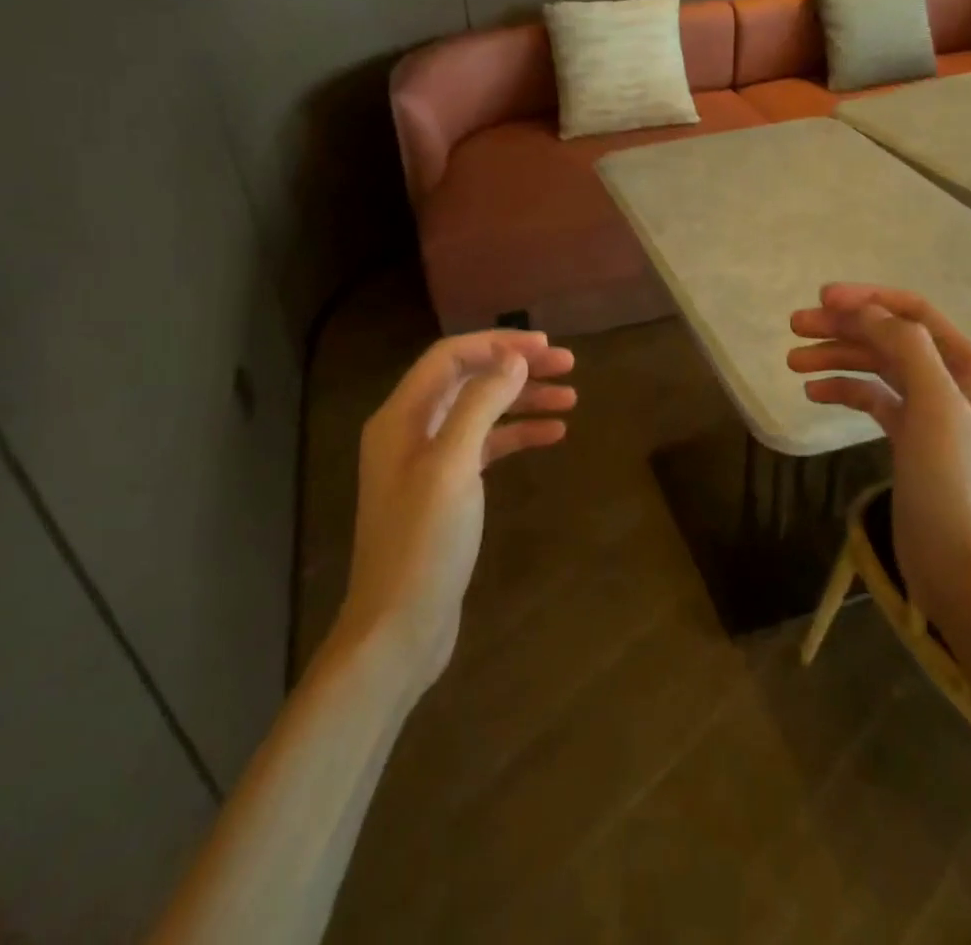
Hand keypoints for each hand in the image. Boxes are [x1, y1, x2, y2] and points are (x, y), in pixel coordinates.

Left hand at [339, 330, 575, 688]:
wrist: (399, 627)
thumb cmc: (423, 542)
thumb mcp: (453, 465)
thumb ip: (480, 404)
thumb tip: (513, 358)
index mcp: (401, 416)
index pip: (450, 357)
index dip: (498, 344)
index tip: (545, 347)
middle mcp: (411, 430)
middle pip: (468, 380)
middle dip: (516, 369)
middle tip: (568, 366)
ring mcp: (428, 462)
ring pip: (481, 413)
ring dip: (523, 401)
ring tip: (570, 399)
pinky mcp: (447, 490)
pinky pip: (485, 447)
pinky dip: (517, 436)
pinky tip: (553, 435)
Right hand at [788, 284, 970, 621]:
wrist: (960, 565)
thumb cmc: (951, 483)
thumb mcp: (935, 406)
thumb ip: (906, 348)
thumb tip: (865, 310)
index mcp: (966, 365)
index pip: (912, 312)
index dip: (867, 299)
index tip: (821, 299)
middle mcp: (948, 379)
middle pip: (888, 336)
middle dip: (842, 327)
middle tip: (794, 327)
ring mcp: (928, 409)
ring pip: (875, 366)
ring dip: (835, 357)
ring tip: (792, 362)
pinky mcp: (908, 437)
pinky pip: (871, 398)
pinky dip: (843, 389)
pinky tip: (813, 393)